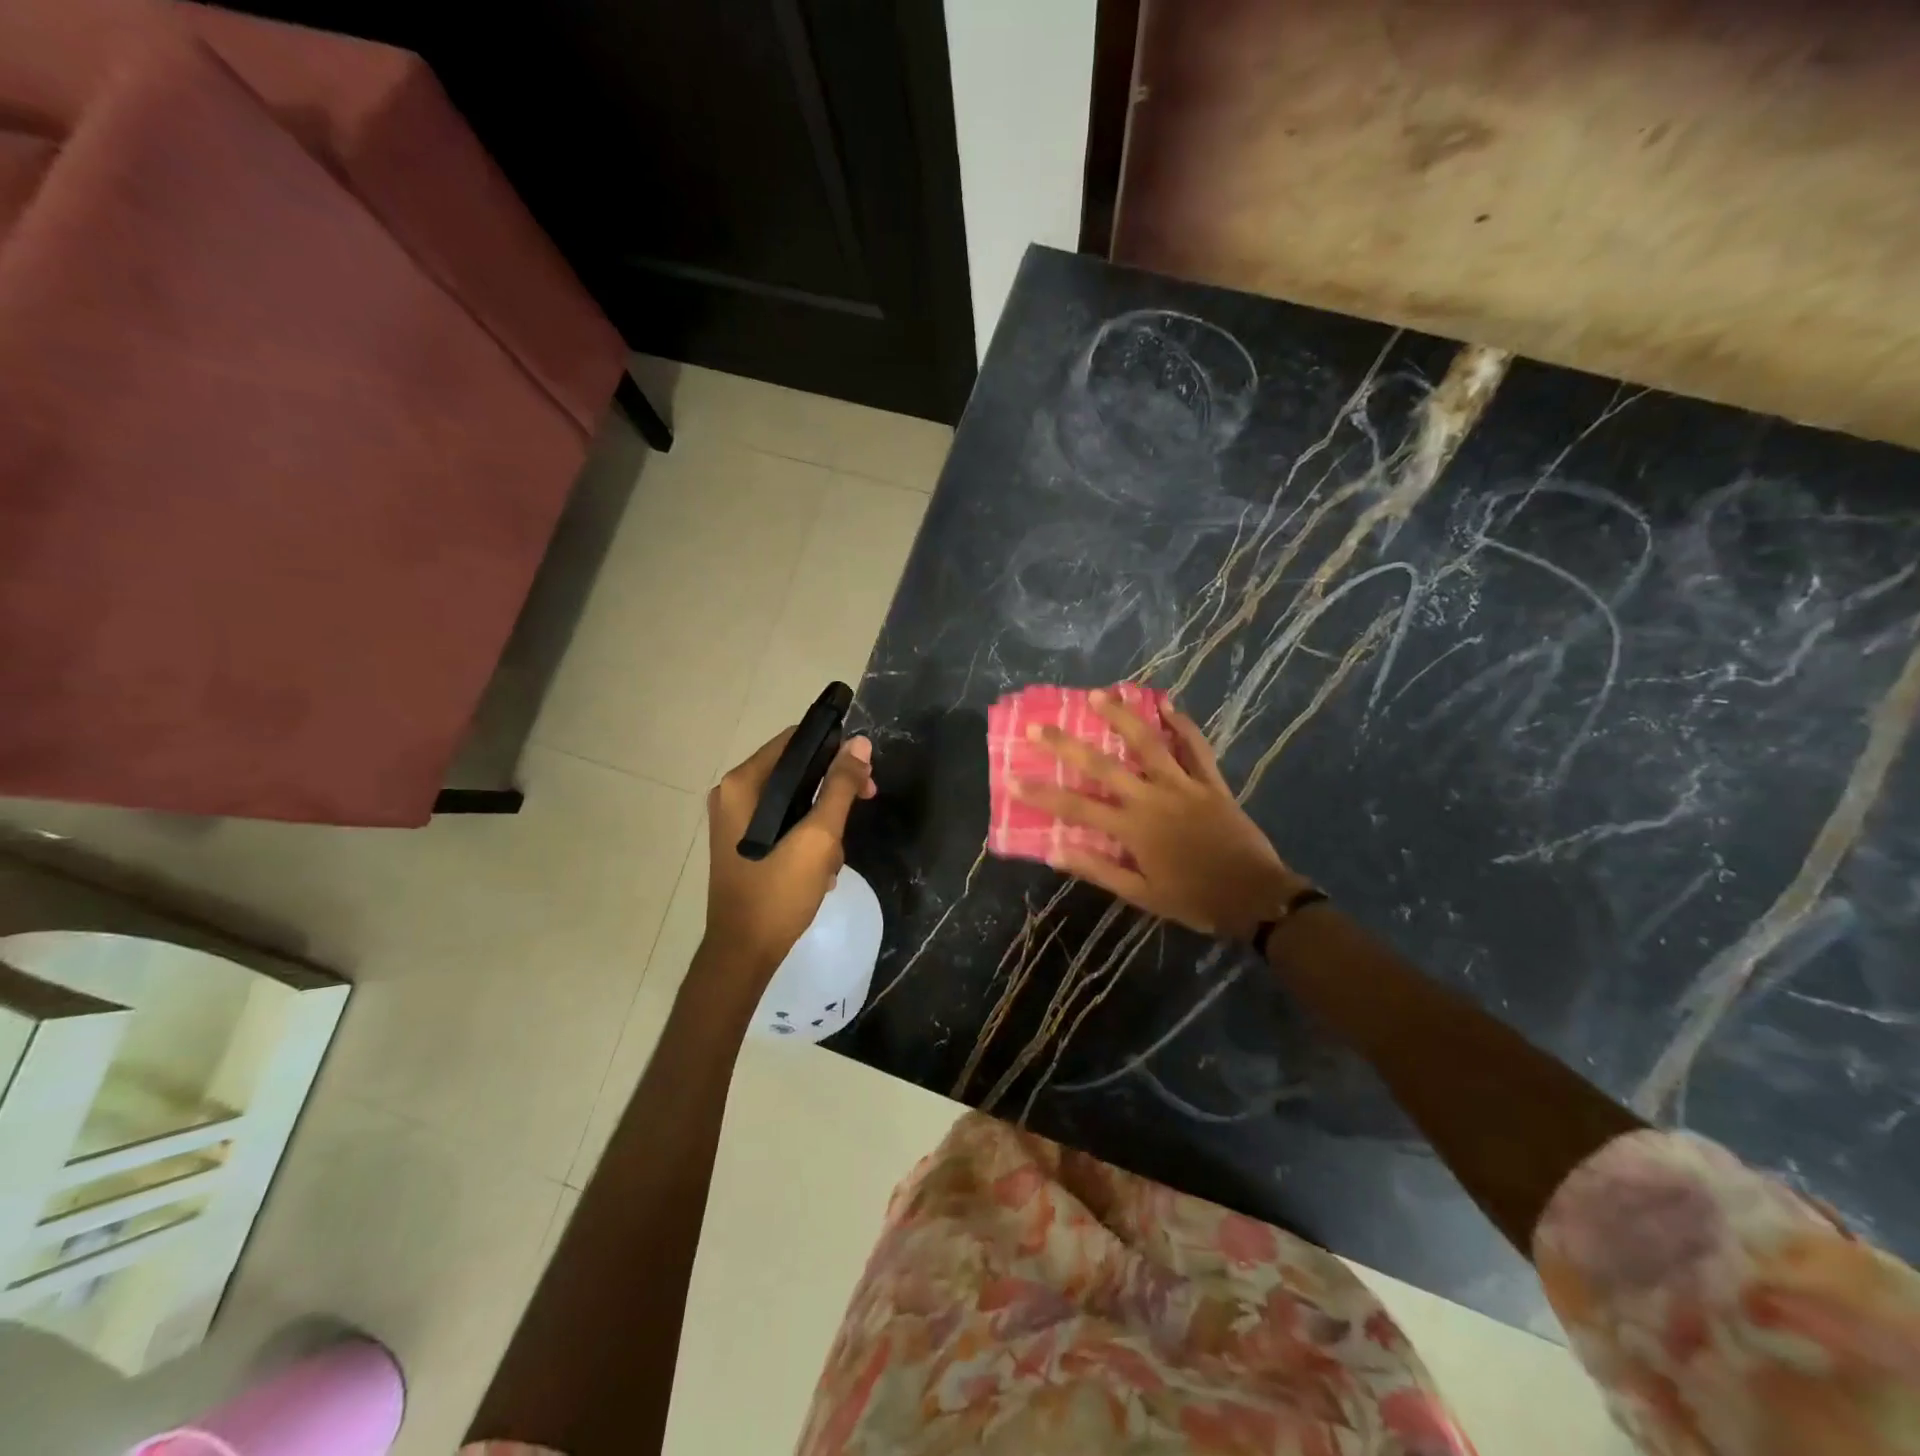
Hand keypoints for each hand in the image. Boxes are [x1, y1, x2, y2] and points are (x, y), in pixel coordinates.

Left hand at [703, 729, 875, 974]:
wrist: (744, 953)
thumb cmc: (779, 891)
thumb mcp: (819, 836)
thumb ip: (840, 786)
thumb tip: (861, 743)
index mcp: (743, 783)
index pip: (795, 741)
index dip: (835, 749)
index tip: (865, 771)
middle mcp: (732, 794)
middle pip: (796, 770)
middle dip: (833, 790)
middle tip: (867, 802)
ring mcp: (734, 820)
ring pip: (793, 800)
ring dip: (823, 822)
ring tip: (834, 857)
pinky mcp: (742, 843)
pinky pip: (783, 823)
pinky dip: (806, 837)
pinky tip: (820, 868)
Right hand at [1015, 691, 1307, 939]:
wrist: (1255, 898)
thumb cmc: (1194, 900)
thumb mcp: (1141, 895)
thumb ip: (1098, 870)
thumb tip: (1055, 851)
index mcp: (1132, 829)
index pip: (1076, 807)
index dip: (1041, 794)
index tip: (1011, 778)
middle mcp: (1152, 798)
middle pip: (1102, 765)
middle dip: (1066, 744)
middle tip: (1039, 725)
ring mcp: (1184, 785)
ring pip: (1148, 743)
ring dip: (1122, 717)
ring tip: (1099, 694)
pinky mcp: (1211, 783)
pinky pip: (1196, 748)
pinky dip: (1182, 726)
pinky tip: (1167, 705)